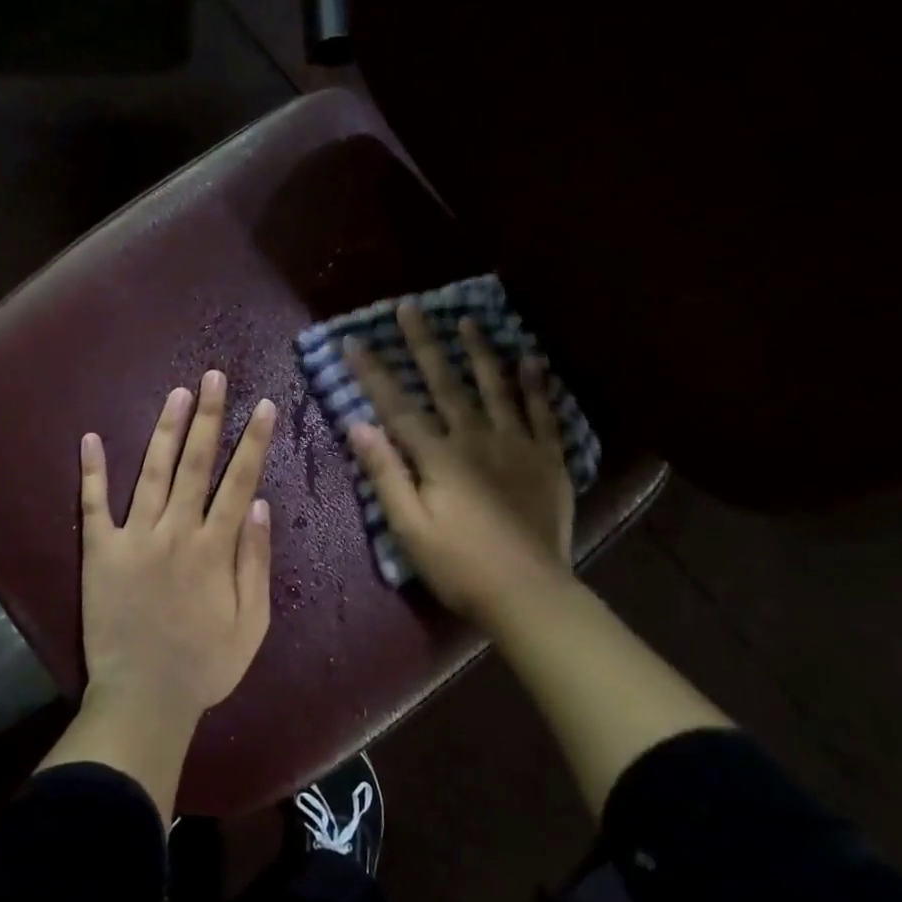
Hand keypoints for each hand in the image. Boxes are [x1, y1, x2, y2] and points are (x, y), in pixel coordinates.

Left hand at [78, 370, 277, 724]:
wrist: (143, 699)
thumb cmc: (204, 666)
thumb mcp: (251, 624)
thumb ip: (256, 563)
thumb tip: (260, 506)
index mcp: (215, 549)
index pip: (240, 482)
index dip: (254, 442)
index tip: (264, 407)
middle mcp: (175, 532)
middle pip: (196, 464)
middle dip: (209, 417)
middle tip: (214, 376)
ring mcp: (134, 538)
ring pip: (153, 472)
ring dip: (166, 430)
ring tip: (178, 394)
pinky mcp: (99, 552)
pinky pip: (94, 505)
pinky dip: (92, 472)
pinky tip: (91, 439)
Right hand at [345, 303, 575, 624]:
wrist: (528, 594)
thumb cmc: (459, 566)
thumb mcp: (409, 529)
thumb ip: (385, 475)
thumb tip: (358, 425)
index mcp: (439, 457)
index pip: (397, 406)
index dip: (373, 372)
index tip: (354, 341)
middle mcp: (476, 439)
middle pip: (445, 383)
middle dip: (424, 344)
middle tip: (410, 307)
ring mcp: (516, 445)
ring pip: (495, 387)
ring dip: (479, 352)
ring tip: (468, 320)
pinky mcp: (547, 459)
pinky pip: (543, 413)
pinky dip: (536, 385)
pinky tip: (531, 360)